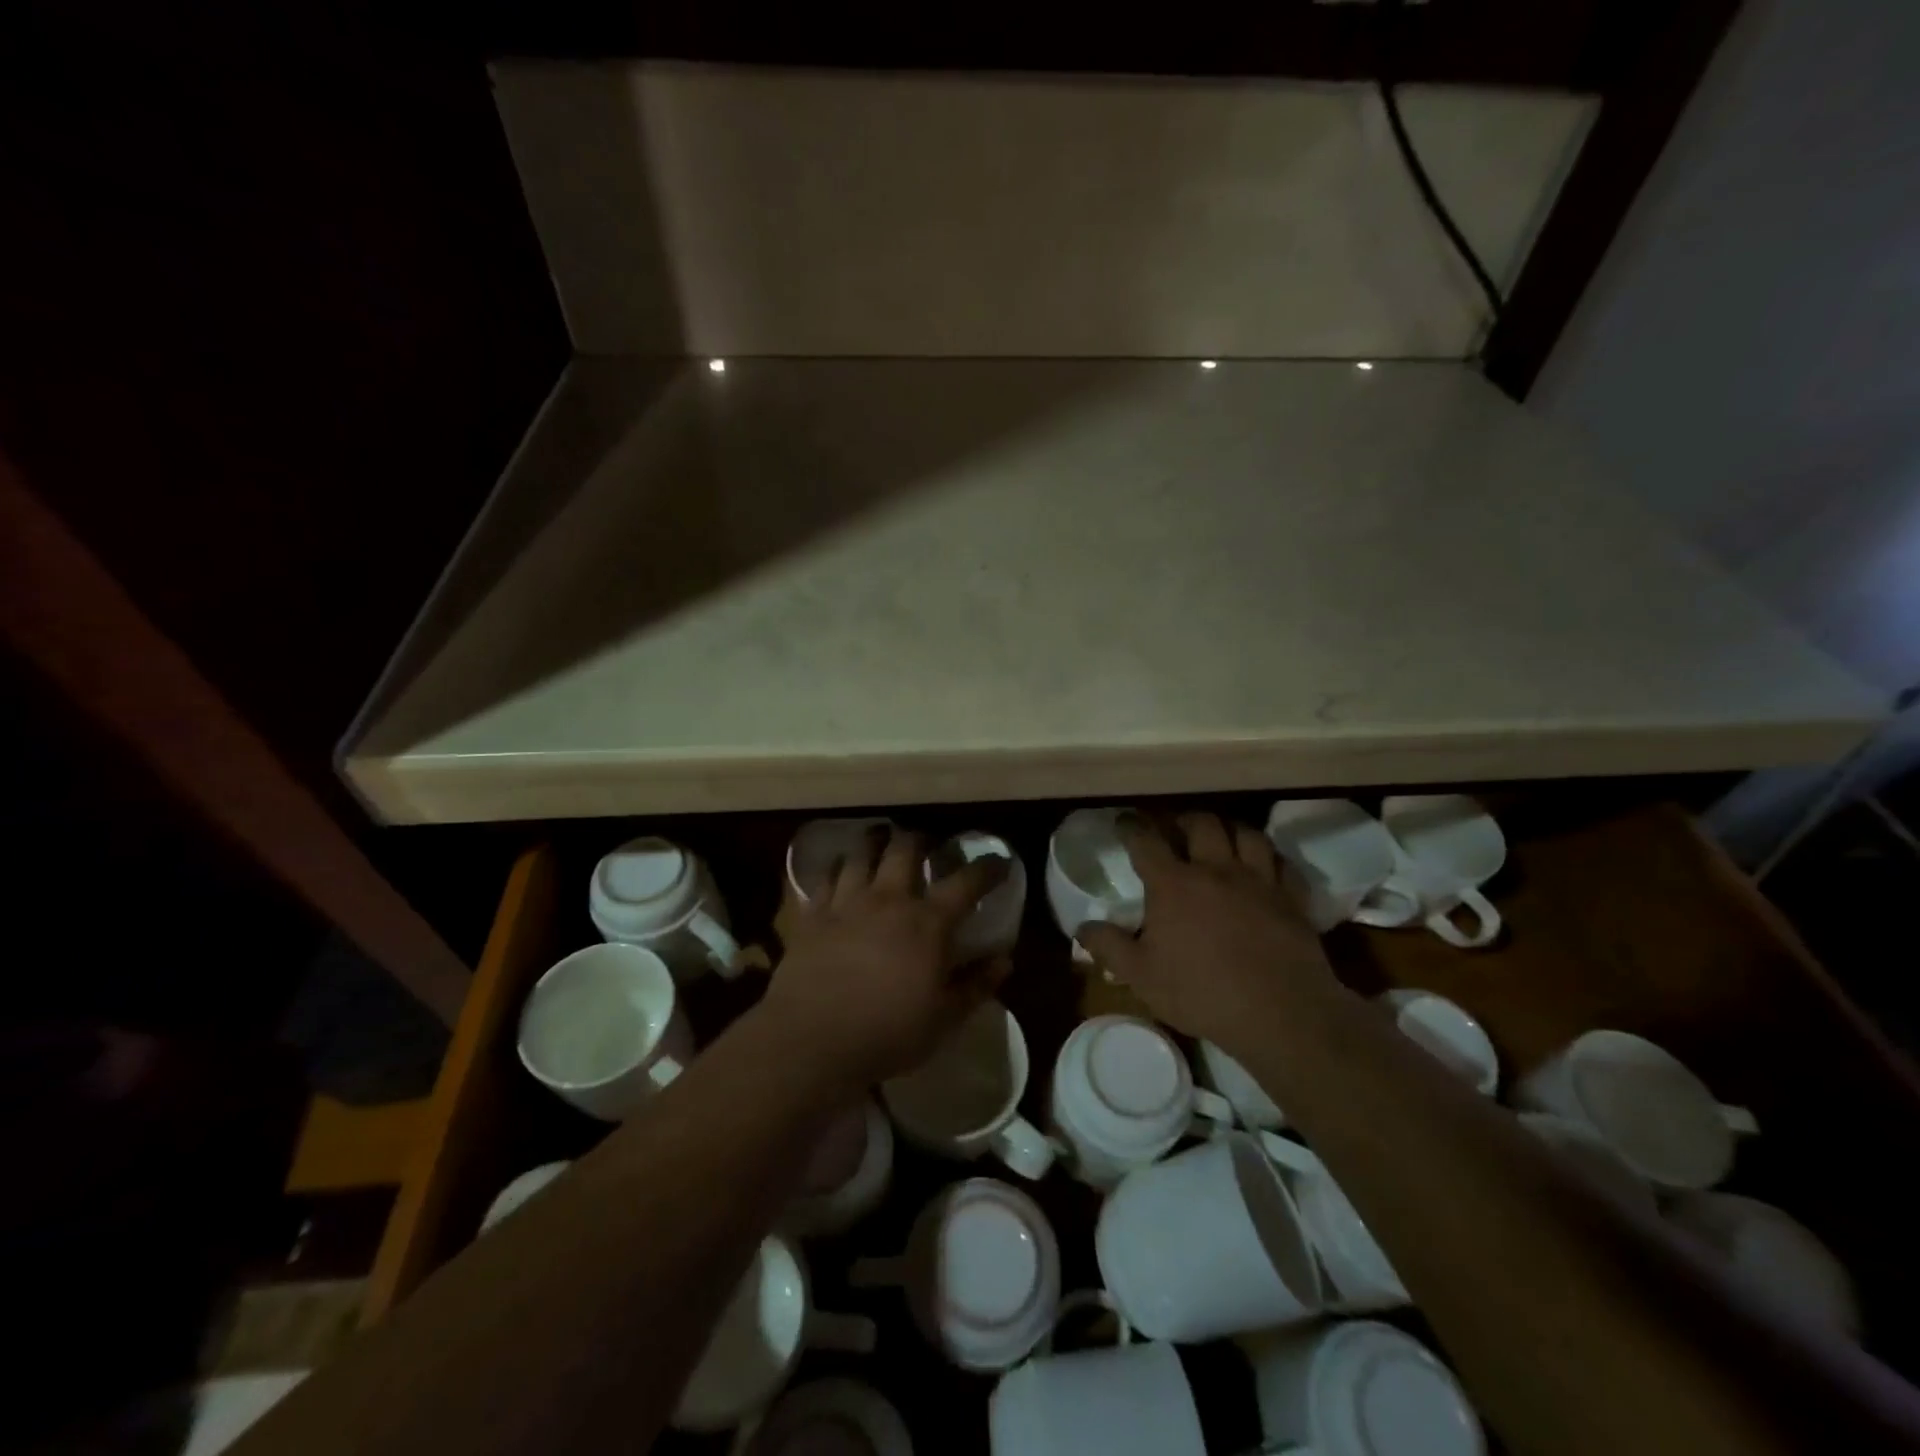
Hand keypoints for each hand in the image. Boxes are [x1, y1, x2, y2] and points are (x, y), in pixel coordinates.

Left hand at [761, 827, 1011, 1090]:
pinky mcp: (813, 915)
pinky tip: (841, 872)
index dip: (987, 868)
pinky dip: (838, 868)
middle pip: (906, 848)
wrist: (811, 1040)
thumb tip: (1003, 960)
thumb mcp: (943, 1018)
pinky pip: (826, 877)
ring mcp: (847, 903)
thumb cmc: (887, 1033)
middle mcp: (888, 899)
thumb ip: (976, 985)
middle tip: (926, 845)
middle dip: (920, 840)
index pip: (966, 882)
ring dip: (875, 843)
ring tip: (880, 843)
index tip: (998, 861)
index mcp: (927, 923)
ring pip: (862, 853)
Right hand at [1077, 813, 1333, 1054]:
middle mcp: (1216, 869)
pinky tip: (1266, 867)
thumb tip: (1081, 927)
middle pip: (1201, 824)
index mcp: (1174, 884)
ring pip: (1246, 834)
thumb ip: (1109, 947)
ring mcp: (1258, 881)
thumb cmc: (1202, 992)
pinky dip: (1271, 859)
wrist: (1280, 1012)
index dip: (1132, 827)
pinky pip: (1283, 864)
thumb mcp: (1141, 976)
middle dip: (1184, 820)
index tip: (1124, 822)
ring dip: (1229, 830)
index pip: (1146, 841)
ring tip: (1221, 839)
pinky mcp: (1291, 898)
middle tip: (1176, 828)